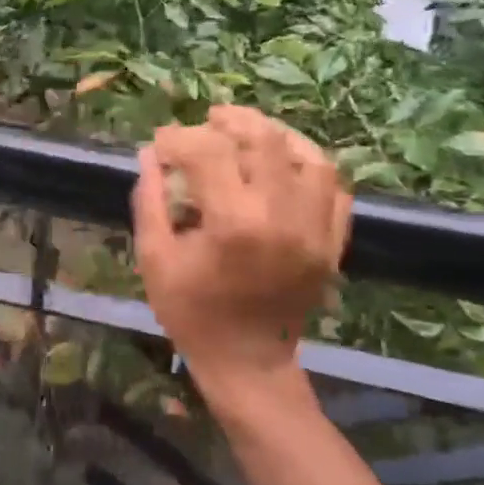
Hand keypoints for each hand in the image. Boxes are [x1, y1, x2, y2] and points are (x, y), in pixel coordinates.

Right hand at [132, 106, 351, 393]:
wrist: (247, 363)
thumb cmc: (192, 314)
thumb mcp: (155, 259)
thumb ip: (150, 201)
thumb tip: (149, 156)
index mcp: (233, 223)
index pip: (209, 151)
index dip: (179, 138)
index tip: (161, 144)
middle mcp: (282, 217)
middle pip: (266, 140)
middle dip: (232, 121)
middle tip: (208, 121)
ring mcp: (316, 230)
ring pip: (310, 157)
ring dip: (277, 137)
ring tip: (250, 135)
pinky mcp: (332, 243)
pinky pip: (334, 189)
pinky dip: (309, 168)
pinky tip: (284, 168)